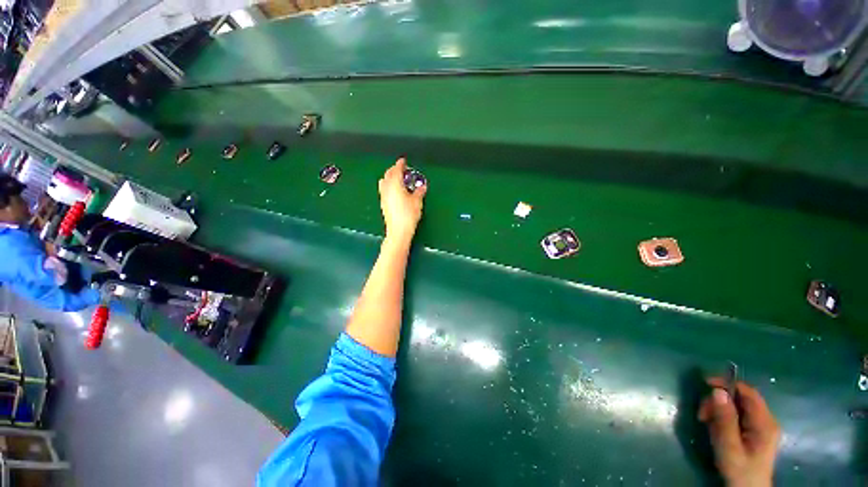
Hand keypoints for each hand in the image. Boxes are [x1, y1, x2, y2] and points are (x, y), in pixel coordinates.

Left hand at [378, 158, 425, 241]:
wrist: (398, 231)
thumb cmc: (408, 215)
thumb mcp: (417, 202)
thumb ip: (419, 192)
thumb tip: (422, 187)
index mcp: (395, 184)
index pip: (397, 170)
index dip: (400, 164)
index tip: (403, 161)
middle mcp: (387, 188)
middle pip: (388, 174)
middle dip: (394, 169)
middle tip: (401, 168)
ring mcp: (383, 196)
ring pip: (384, 181)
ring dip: (389, 177)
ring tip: (396, 178)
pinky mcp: (383, 203)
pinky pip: (383, 189)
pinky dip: (388, 185)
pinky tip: (393, 190)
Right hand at [699, 379, 780, 486]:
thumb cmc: (739, 470)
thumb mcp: (729, 447)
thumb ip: (725, 419)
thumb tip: (717, 391)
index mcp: (764, 423)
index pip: (747, 392)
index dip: (727, 384)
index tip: (705, 384)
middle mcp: (766, 420)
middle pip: (741, 399)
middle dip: (718, 401)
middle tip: (702, 414)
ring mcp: (761, 427)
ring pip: (737, 407)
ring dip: (719, 410)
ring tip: (706, 423)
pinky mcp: (754, 432)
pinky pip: (737, 416)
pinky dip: (723, 418)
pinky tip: (715, 428)